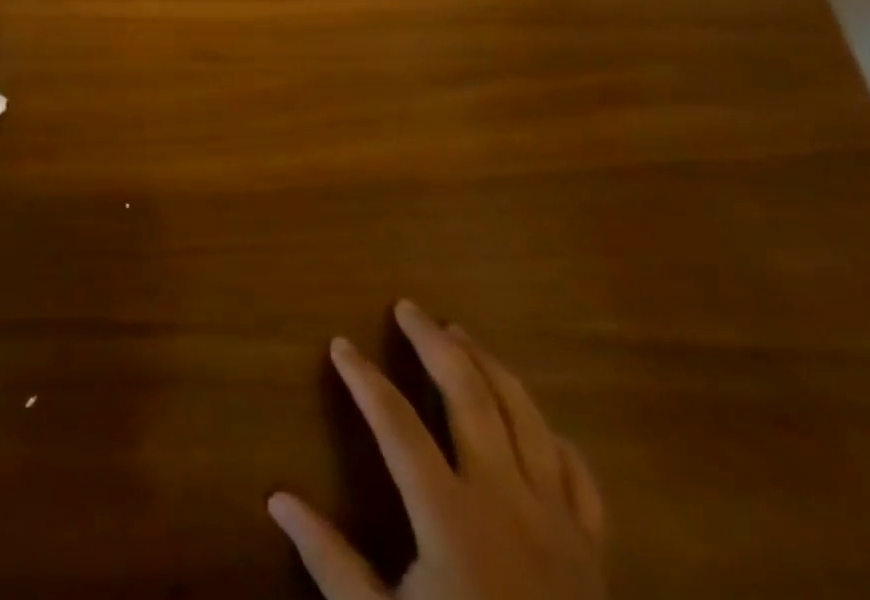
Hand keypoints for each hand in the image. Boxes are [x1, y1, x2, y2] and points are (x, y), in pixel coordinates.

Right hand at [269, 301, 606, 599]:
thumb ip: (330, 560)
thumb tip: (276, 498)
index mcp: (452, 519)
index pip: (396, 425)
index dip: (364, 379)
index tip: (340, 344)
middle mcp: (507, 505)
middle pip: (469, 398)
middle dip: (434, 345)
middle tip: (408, 308)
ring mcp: (558, 525)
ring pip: (526, 419)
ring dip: (491, 368)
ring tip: (461, 335)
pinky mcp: (594, 554)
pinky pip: (580, 478)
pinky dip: (554, 437)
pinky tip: (535, 421)